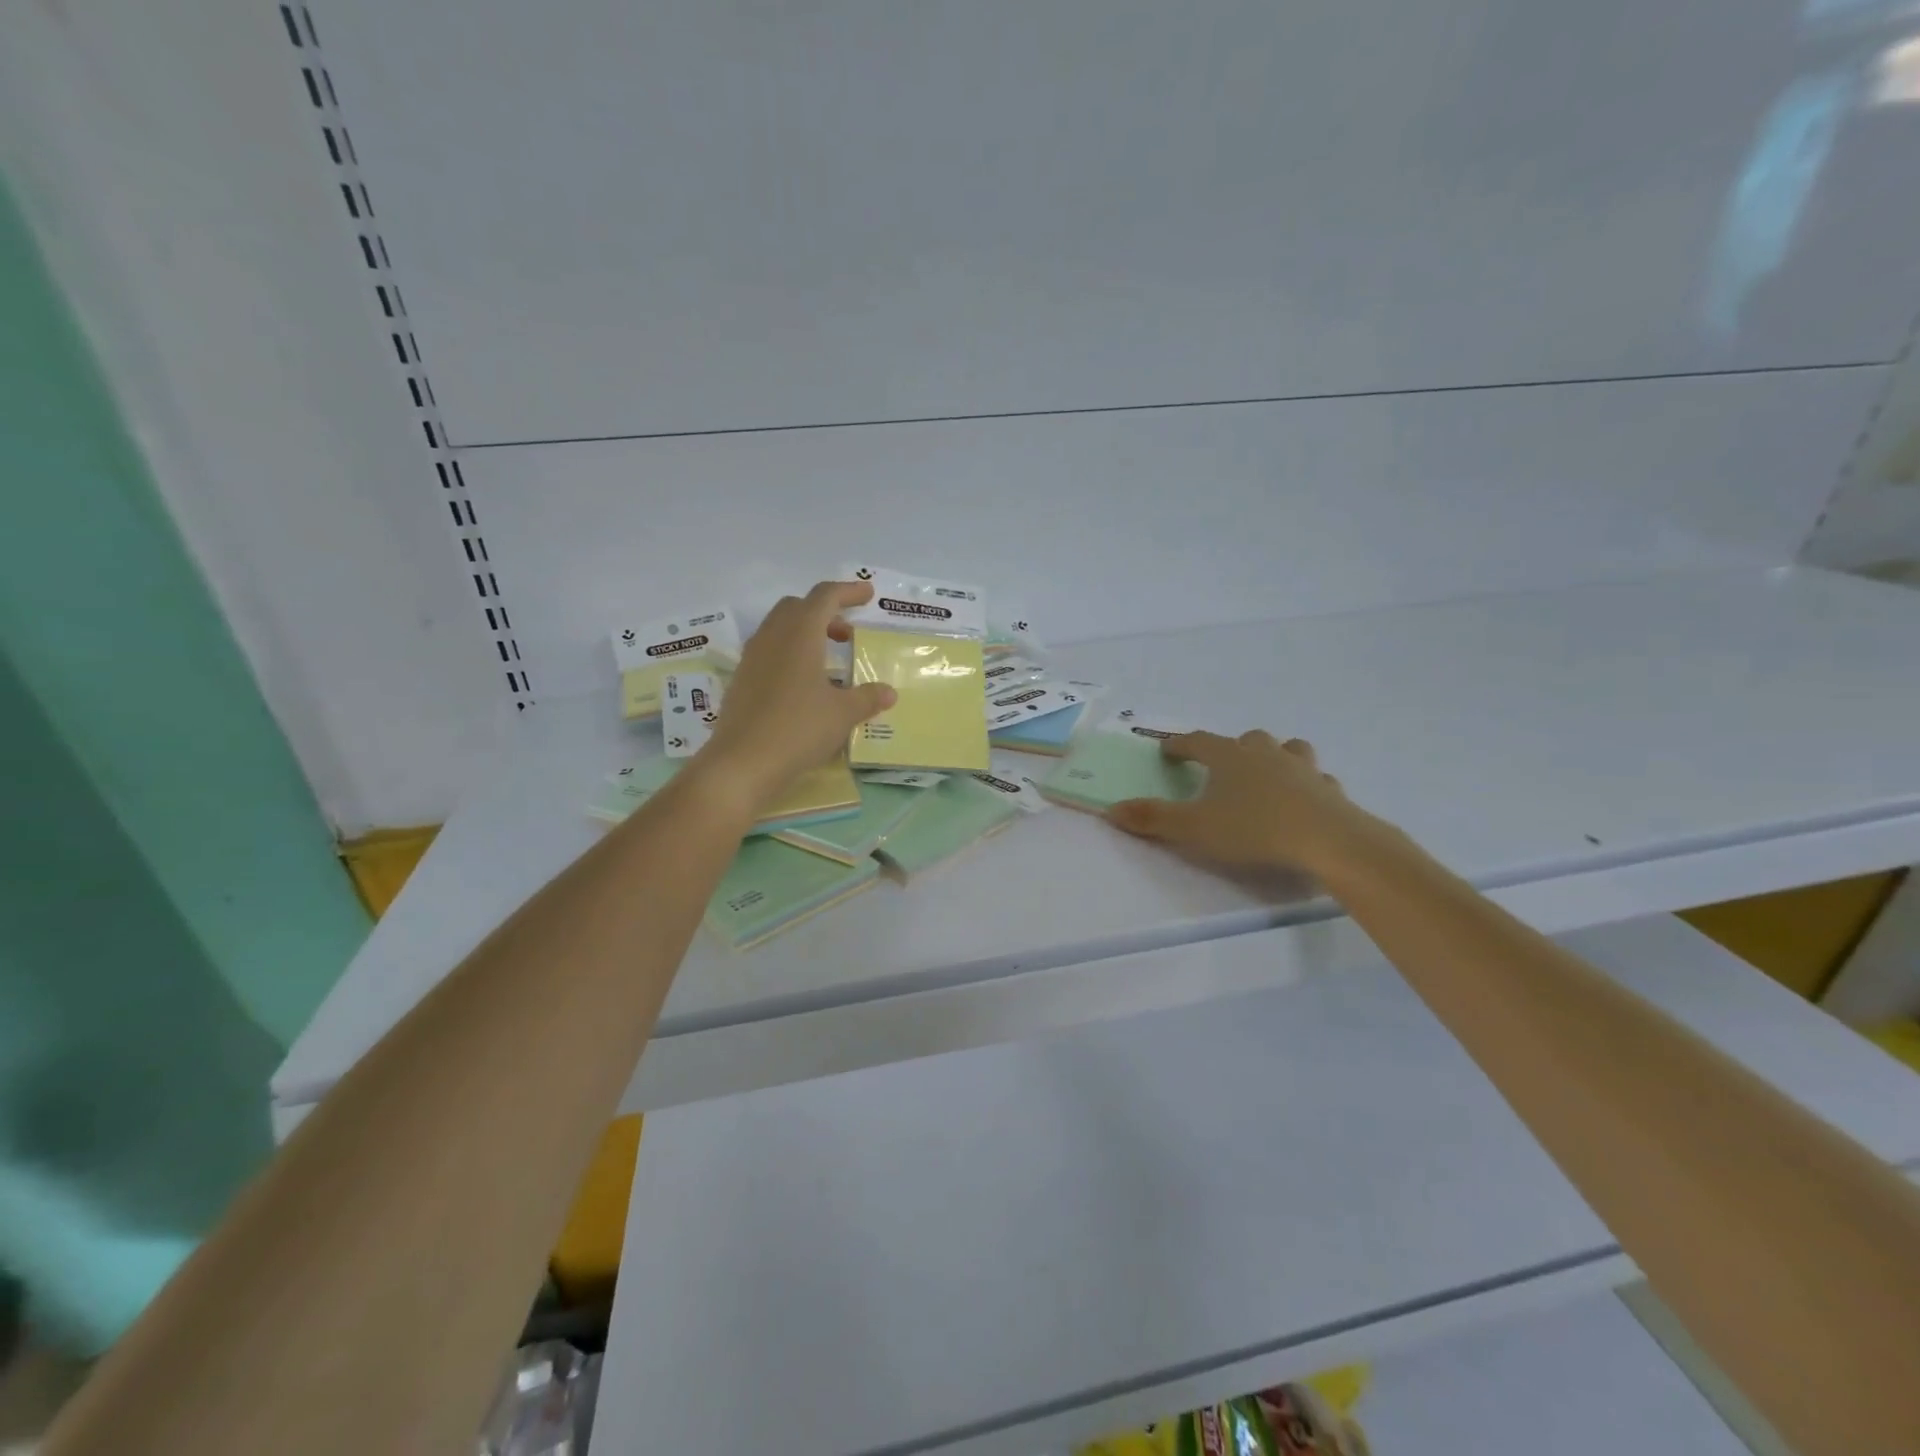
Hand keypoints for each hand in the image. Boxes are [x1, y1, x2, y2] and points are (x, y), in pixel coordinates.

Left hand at [696, 581, 895, 812]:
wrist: (742, 763)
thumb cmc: (798, 729)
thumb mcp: (842, 715)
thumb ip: (867, 698)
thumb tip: (888, 692)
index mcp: (800, 634)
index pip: (824, 597)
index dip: (848, 592)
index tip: (867, 595)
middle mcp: (773, 638)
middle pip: (798, 607)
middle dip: (825, 612)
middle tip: (847, 634)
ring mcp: (752, 659)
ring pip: (780, 628)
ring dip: (806, 632)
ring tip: (829, 659)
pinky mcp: (742, 681)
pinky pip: (769, 652)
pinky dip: (790, 654)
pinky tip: (805, 685)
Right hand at [1108, 731, 1365, 873]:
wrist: (1328, 841)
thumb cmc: (1254, 829)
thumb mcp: (1193, 828)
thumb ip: (1152, 818)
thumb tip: (1111, 809)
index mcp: (1229, 757)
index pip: (1198, 741)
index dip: (1180, 745)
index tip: (1167, 749)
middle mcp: (1266, 754)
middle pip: (1247, 739)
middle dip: (1232, 748)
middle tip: (1222, 765)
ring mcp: (1302, 769)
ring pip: (1289, 749)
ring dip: (1276, 756)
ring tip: (1269, 773)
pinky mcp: (1330, 791)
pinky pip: (1317, 781)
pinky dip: (1307, 786)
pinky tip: (1304, 802)